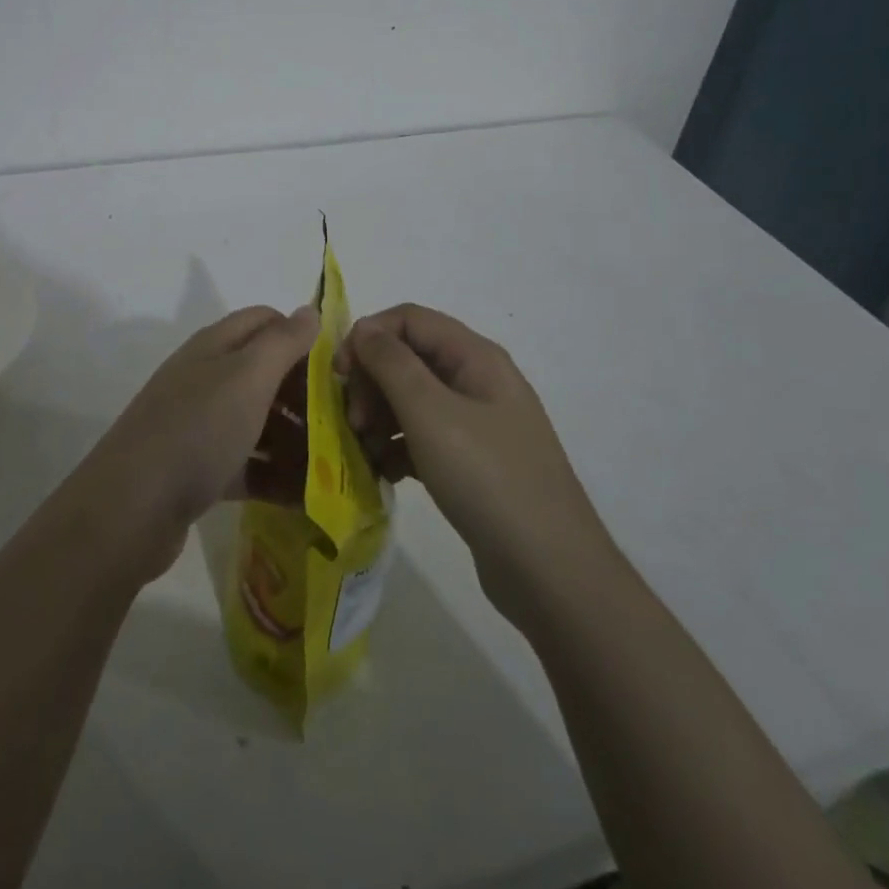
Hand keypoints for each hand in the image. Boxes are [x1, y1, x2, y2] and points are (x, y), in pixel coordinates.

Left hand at [76, 305, 318, 577]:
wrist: (130, 508)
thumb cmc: (198, 430)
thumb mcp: (247, 376)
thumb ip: (282, 342)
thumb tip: (308, 310)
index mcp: (216, 346)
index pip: (266, 321)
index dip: (302, 338)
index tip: (337, 370)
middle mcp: (207, 378)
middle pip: (266, 374)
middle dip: (306, 395)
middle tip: (344, 424)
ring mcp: (200, 425)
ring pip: (260, 422)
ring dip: (296, 440)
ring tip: (336, 466)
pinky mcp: (198, 470)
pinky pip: (247, 464)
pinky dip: (275, 476)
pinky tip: (307, 498)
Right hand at [339, 304, 614, 625]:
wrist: (549, 569)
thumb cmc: (487, 478)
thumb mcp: (431, 413)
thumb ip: (392, 363)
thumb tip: (365, 328)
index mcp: (474, 357)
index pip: (409, 319)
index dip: (368, 336)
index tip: (339, 375)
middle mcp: (477, 380)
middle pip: (408, 358)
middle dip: (371, 382)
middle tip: (352, 421)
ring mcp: (476, 423)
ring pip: (411, 400)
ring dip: (379, 417)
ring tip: (363, 451)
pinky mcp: (471, 462)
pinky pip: (422, 437)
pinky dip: (396, 448)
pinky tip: (382, 472)